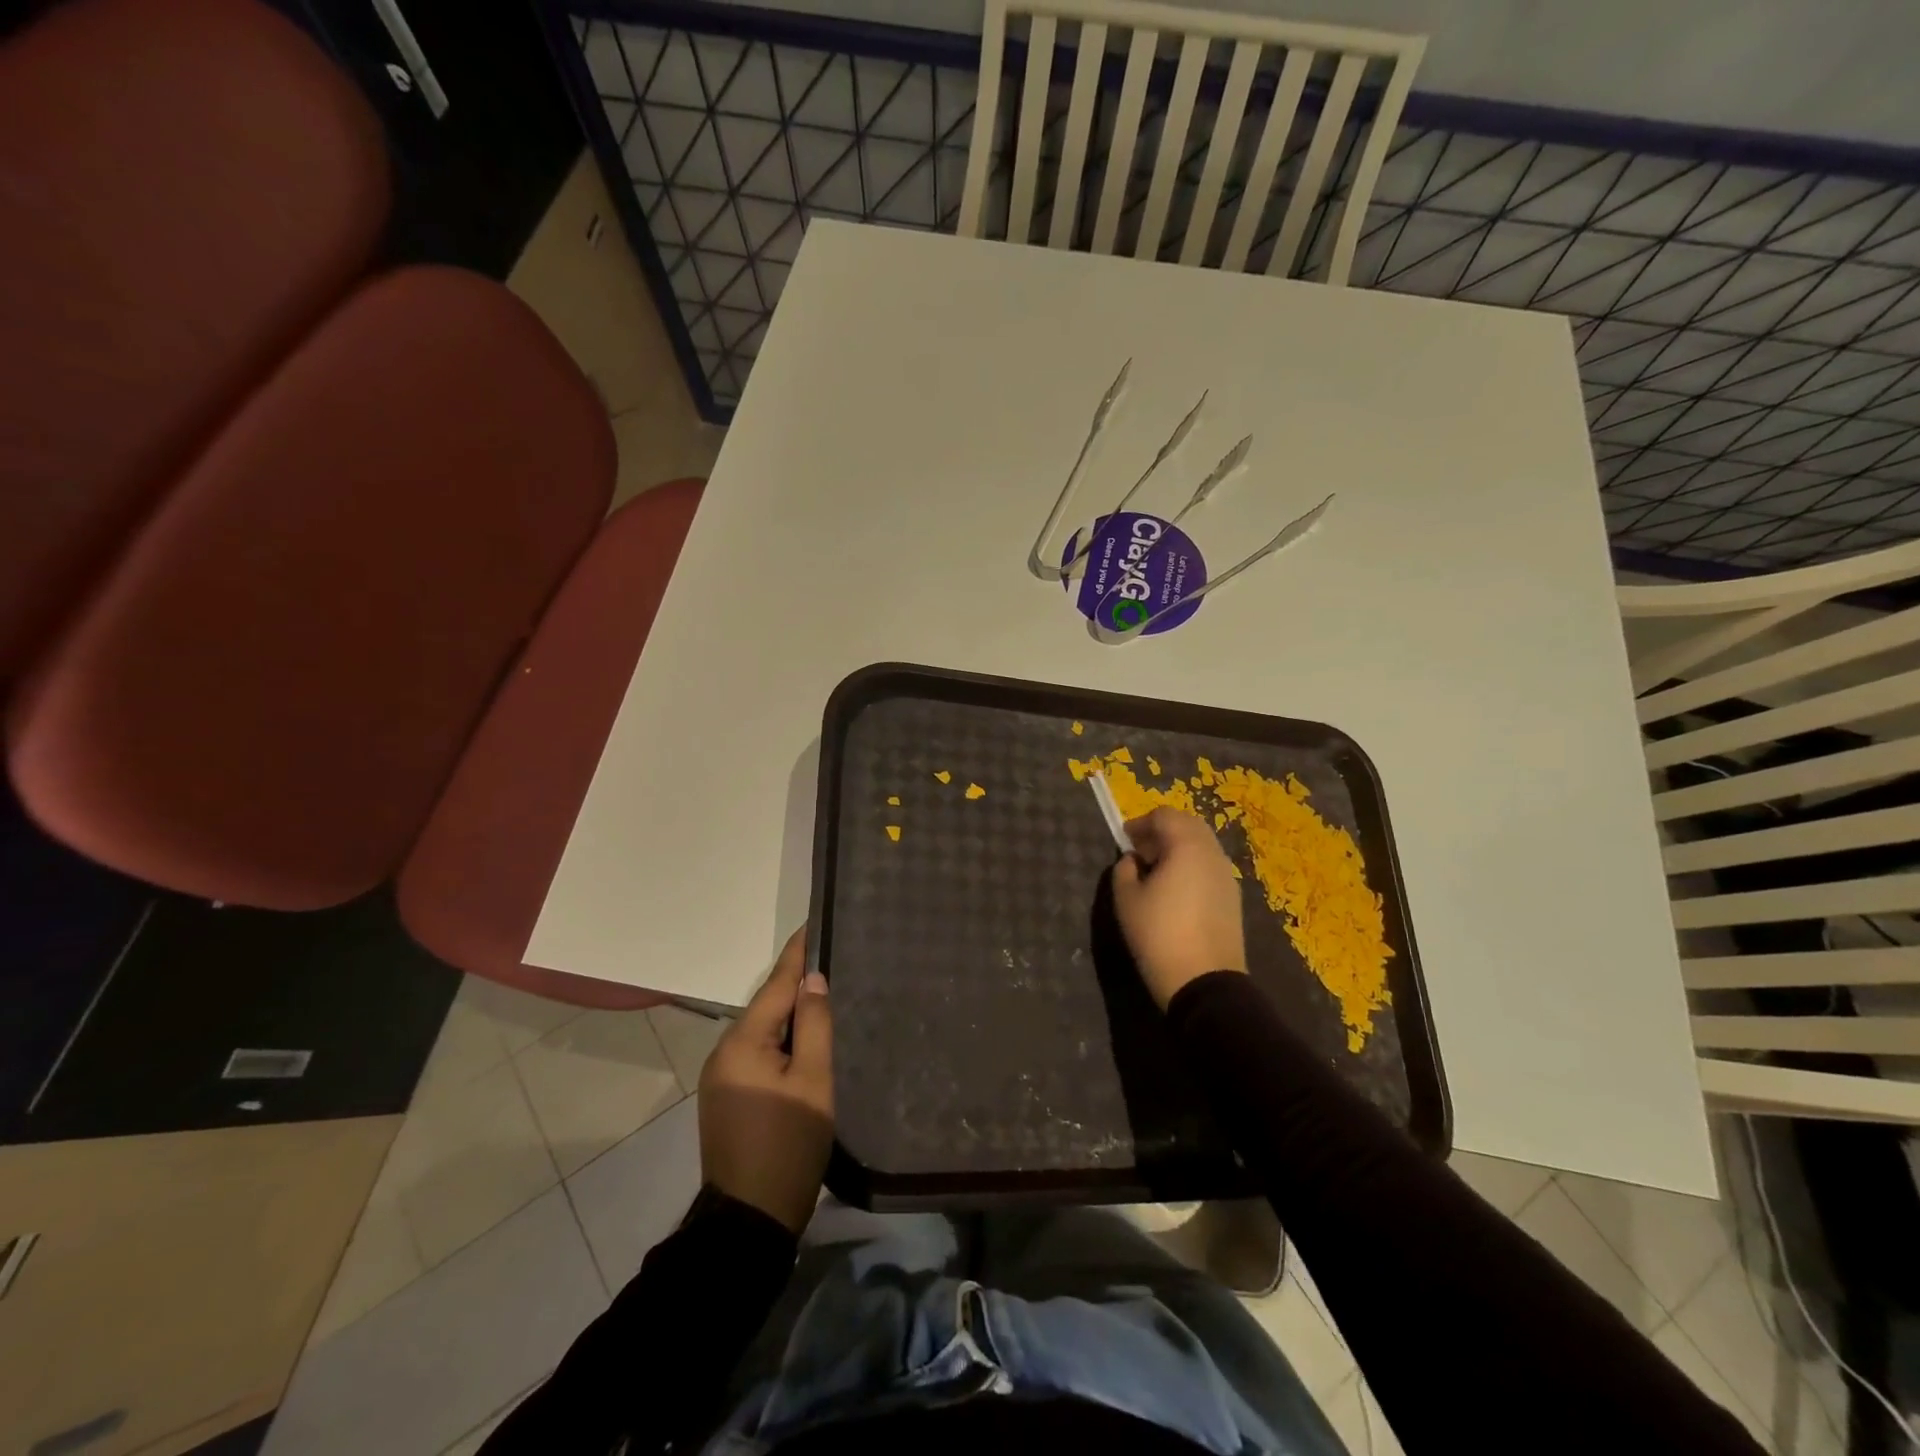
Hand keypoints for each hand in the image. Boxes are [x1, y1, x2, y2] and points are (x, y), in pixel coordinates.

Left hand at [698, 925, 833, 1232]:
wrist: (749, 1221)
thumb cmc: (788, 1145)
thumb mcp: (813, 1081)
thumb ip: (814, 1024)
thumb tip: (812, 980)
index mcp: (742, 1042)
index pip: (776, 984)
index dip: (797, 954)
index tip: (813, 923)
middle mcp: (723, 1051)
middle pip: (767, 1006)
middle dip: (797, 986)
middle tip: (832, 962)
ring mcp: (720, 1077)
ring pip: (762, 1031)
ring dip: (790, 1016)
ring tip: (824, 997)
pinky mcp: (725, 1098)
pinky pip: (756, 1054)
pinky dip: (780, 1041)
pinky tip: (803, 1041)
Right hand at [1111, 807, 1247, 1008]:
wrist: (1204, 982)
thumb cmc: (1159, 934)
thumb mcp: (1126, 899)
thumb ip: (1124, 869)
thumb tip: (1133, 860)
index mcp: (1187, 846)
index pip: (1164, 815)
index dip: (1141, 823)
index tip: (1124, 839)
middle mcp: (1212, 853)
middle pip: (1187, 825)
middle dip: (1162, 831)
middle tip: (1140, 852)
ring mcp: (1227, 876)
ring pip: (1201, 846)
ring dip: (1178, 848)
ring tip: (1156, 872)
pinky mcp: (1233, 897)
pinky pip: (1209, 867)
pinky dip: (1191, 866)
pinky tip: (1175, 891)